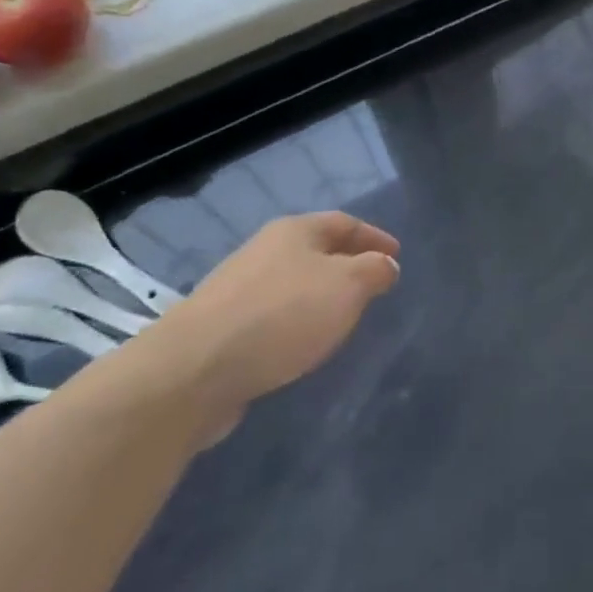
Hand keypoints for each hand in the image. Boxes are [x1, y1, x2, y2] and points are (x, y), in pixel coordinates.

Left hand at [149, 212, 399, 437]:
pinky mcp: (221, 326)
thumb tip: (386, 265)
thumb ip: (374, 271)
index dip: (374, 237)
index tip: (397, 255)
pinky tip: (301, 343)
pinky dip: (295, 320)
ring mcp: (238, 288)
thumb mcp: (347, 287)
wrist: (195, 369)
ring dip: (319, 294)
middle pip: (315, 249)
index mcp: (295, 231)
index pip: (344, 222)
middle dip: (346, 264)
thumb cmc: (282, 315)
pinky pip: (272, 314)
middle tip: (372, 285)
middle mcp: (264, 250)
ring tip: (341, 316)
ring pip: (292, 282)